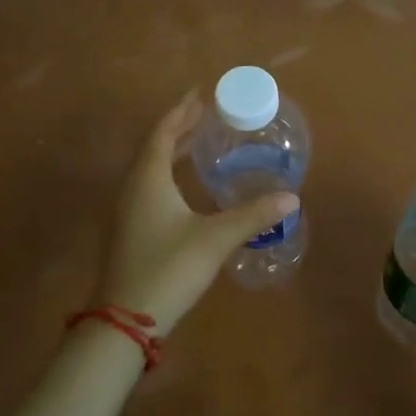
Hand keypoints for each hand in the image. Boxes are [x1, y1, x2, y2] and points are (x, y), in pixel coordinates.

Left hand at [92, 91, 298, 333]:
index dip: (180, 112)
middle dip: (178, 128)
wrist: (125, 321)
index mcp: (148, 179)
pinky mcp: (129, 230)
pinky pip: (148, 186)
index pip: (162, 133)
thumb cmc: (168, 269)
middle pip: (153, 147)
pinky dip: (167, 173)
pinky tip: (185, 187)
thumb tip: (291, 197)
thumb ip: (253, 216)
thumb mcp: (215, 239)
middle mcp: (132, 188)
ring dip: (171, 151)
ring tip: (198, 143)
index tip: (199, 95)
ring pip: (148, 168)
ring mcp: (127, 210)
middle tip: (204, 116)